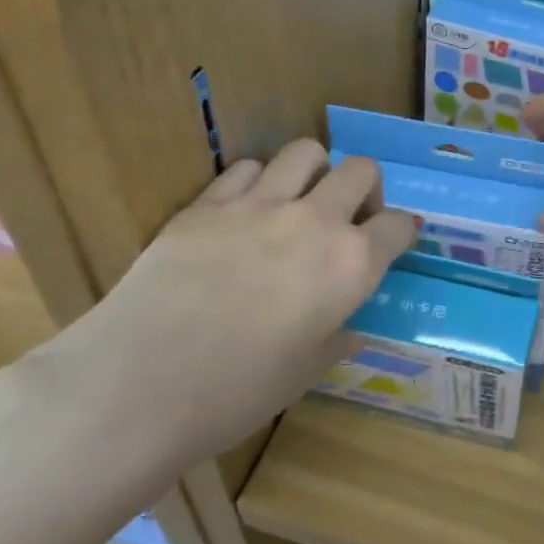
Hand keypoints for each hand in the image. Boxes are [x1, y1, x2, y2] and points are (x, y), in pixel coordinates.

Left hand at [8, 141, 414, 488]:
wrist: (141, 383)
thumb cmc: (237, 392)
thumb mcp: (305, 372)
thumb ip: (337, 338)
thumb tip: (349, 328)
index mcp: (351, 264)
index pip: (399, 225)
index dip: (402, 231)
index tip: (394, 241)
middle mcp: (316, 221)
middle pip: (361, 170)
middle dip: (366, 188)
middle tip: (348, 217)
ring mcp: (260, 203)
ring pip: (305, 152)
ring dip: (314, 171)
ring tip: (298, 200)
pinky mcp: (208, 202)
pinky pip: (247, 168)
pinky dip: (257, 181)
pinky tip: (245, 210)